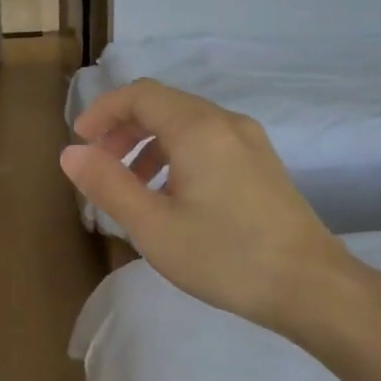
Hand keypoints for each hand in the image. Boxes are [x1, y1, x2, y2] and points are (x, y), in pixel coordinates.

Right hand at [61, 79, 360, 330]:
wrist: (309, 285)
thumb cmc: (224, 256)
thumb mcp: (153, 226)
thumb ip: (108, 185)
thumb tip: (70, 153)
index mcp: (197, 129)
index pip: (140, 95)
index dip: (103, 112)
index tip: (80, 143)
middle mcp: (226, 123)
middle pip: (164, 105)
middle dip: (124, 129)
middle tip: (100, 167)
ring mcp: (250, 143)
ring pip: (188, 125)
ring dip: (150, 145)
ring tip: (131, 188)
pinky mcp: (263, 165)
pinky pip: (209, 143)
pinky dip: (177, 157)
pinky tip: (172, 198)